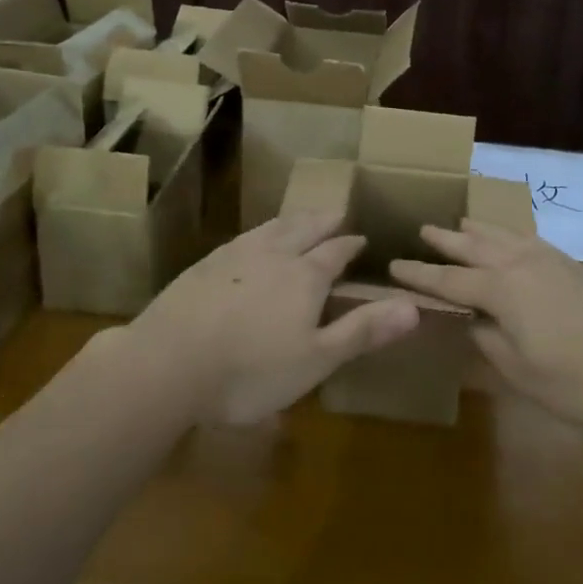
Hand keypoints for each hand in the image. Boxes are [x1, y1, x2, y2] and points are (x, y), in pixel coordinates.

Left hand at [132, 211, 418, 423]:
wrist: (168, 362)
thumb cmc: (251, 370)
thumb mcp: (316, 360)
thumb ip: (362, 330)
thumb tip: (414, 306)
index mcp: (305, 276)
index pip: (335, 252)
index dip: (350, 245)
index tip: (360, 238)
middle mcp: (273, 255)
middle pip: (303, 229)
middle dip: (322, 221)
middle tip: (335, 213)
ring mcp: (235, 256)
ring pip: (271, 228)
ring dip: (291, 221)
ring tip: (299, 218)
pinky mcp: (204, 266)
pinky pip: (242, 238)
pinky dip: (258, 233)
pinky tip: (250, 241)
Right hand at [392, 220, 582, 425]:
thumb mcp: (524, 375)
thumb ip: (490, 344)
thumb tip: (472, 322)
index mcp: (503, 291)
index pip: (449, 280)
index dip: (420, 274)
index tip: (393, 264)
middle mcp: (522, 265)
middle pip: (474, 247)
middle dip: (446, 240)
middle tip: (422, 229)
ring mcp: (552, 261)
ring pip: (504, 237)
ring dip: (478, 231)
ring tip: (461, 223)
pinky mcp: (575, 266)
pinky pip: (529, 240)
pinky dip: (509, 236)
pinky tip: (512, 241)